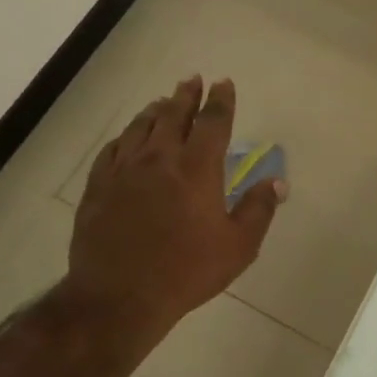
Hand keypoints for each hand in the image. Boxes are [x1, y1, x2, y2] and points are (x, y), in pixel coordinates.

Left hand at [65, 77, 282, 331]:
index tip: (223, 84)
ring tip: (163, 101)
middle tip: (192, 80)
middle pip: (174, 115)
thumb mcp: (237, 247)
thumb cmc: (186, 272)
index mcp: (197, 168)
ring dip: (155, 110)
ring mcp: (124, 169)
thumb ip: (259, 210)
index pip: (212, 122)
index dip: (220, 100)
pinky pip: (113, 149)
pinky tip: (127, 138)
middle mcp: (160, 158)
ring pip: (141, 127)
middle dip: (186, 95)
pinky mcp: (99, 185)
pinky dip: (126, 136)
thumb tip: (277, 181)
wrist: (119, 296)